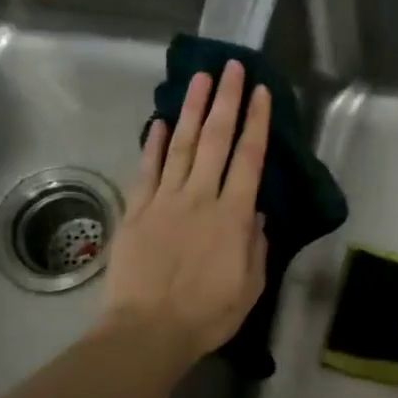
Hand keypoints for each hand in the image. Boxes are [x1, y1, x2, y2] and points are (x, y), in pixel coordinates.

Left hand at [104, 60, 270, 362]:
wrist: (149, 331)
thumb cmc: (207, 314)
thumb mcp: (250, 286)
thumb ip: (255, 245)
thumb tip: (256, 212)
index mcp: (232, 216)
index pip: (249, 158)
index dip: (256, 123)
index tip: (261, 93)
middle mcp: (200, 197)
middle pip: (215, 139)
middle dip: (226, 100)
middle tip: (231, 66)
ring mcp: (164, 200)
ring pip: (181, 145)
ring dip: (191, 109)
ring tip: (200, 78)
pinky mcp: (137, 211)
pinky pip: (147, 169)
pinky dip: (154, 143)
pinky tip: (160, 121)